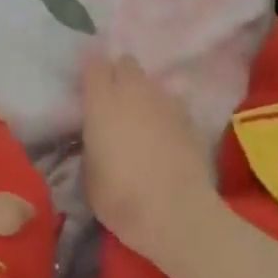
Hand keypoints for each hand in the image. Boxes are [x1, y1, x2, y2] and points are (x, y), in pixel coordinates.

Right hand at [81, 53, 219, 260]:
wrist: (175, 213)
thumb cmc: (119, 197)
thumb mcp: (88, 173)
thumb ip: (91, 145)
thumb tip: (96, 139)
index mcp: (102, 104)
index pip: (94, 66)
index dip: (90, 70)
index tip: (85, 83)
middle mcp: (135, 93)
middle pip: (127, 64)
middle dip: (119, 73)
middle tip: (112, 96)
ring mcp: (167, 104)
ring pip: (153, 82)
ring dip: (144, 92)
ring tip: (140, 114)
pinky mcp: (192, 120)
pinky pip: (174, 104)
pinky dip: (166, 112)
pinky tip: (165, 131)